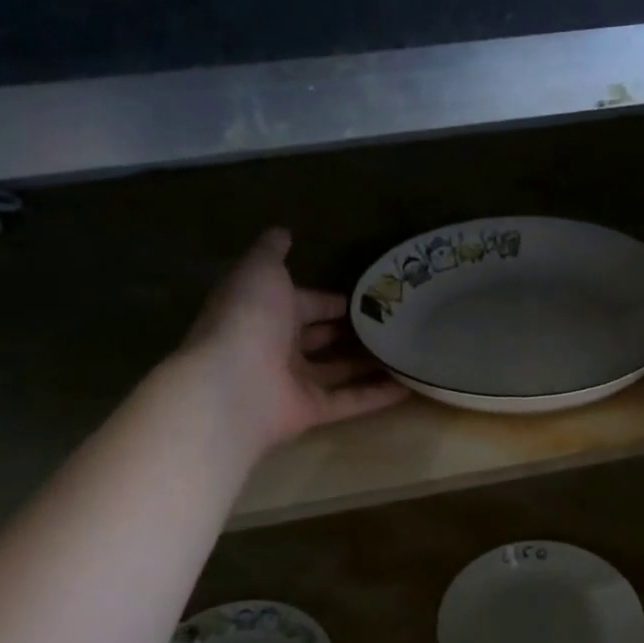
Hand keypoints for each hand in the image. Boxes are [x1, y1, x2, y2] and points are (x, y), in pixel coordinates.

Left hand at [179, 229, 409, 453]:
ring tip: (408, 349)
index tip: (369, 295)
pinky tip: (411, 385)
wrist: (232, 386)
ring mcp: (293, 382)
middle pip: (321, 338)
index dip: (331, 300)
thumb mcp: (260, 271)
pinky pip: (349, 401)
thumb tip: (283, 231)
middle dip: (352, 330)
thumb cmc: (248, 319)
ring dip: (369, 362)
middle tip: (395, 321)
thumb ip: (272, 251)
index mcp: (265, 312)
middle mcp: (277, 347)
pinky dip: (378, 395)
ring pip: (339, 370)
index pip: (304, 303)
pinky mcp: (310, 411)